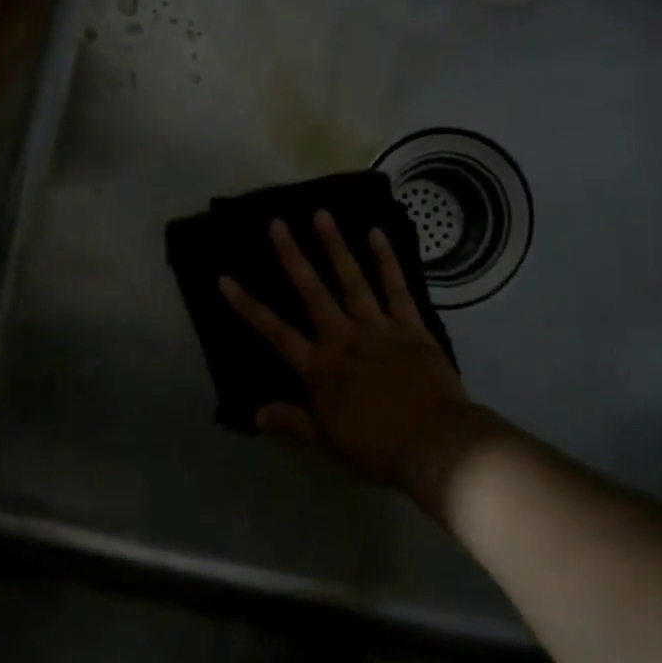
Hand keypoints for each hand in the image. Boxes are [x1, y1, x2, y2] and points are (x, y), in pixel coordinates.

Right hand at [218, 212, 497, 517]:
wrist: (436, 445)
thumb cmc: (377, 448)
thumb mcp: (327, 439)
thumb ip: (292, 420)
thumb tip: (255, 413)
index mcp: (320, 368)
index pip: (275, 332)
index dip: (248, 306)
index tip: (225, 278)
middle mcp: (344, 339)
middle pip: (312, 292)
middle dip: (292, 257)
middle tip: (277, 223)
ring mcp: (379, 328)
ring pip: (352, 280)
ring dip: (336, 246)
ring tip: (322, 214)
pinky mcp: (411, 326)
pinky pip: (397, 288)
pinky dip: (387, 261)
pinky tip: (378, 234)